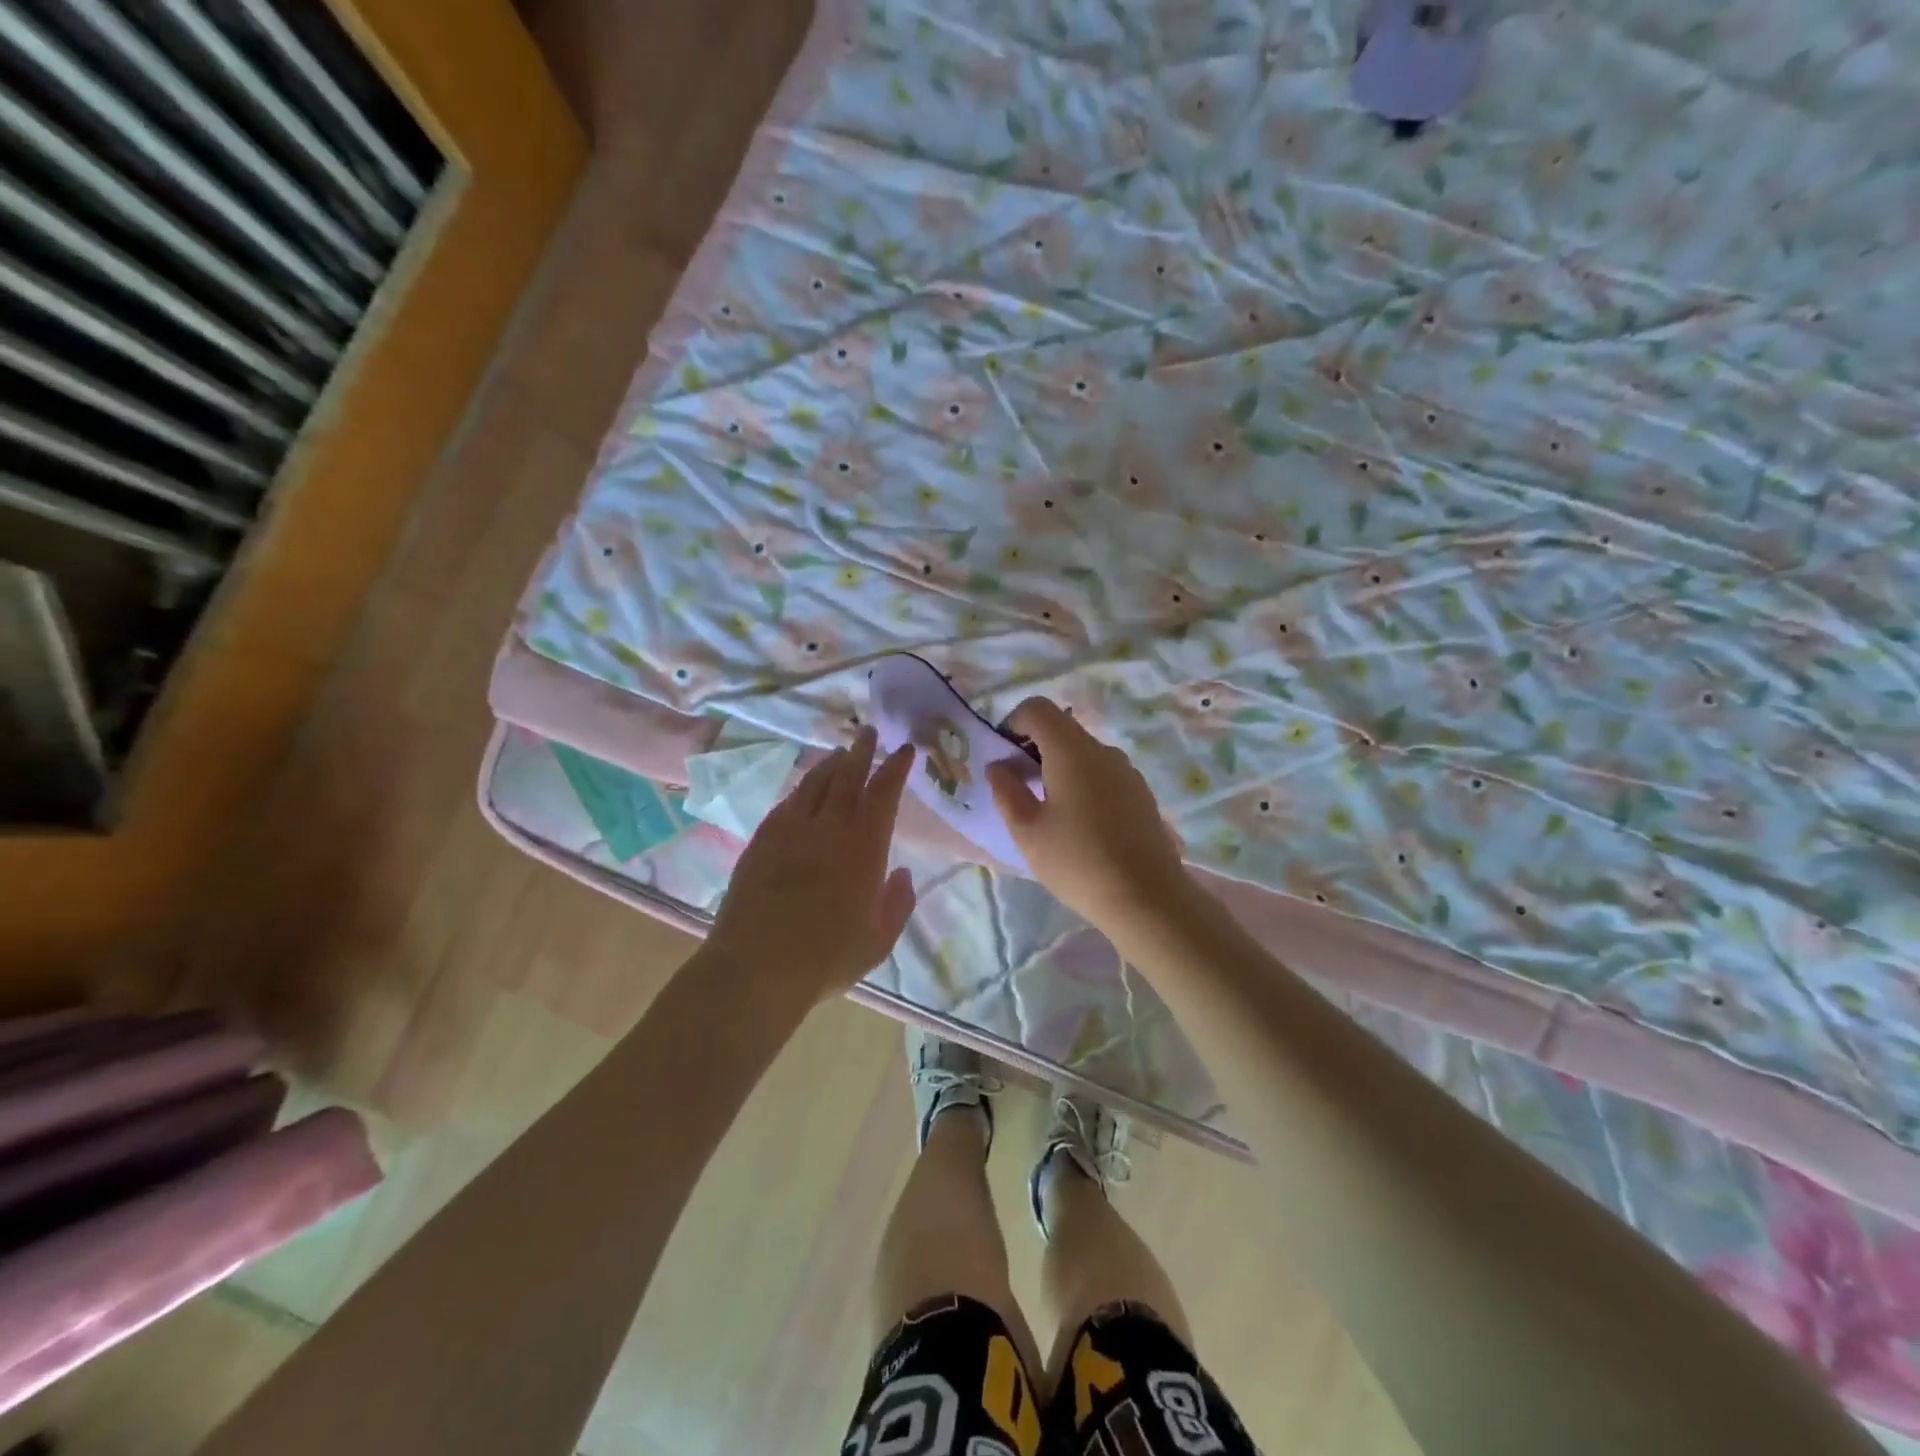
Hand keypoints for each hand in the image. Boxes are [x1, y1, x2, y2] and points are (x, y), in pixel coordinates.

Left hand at [704, 726, 917, 1002]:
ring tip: (838, 753)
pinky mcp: (761, 841)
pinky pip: (786, 803)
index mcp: (864, 846)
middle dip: (861, 751)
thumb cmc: (827, 956)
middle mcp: (828, 827)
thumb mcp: (878, 939)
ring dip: (829, 764)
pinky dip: (800, 789)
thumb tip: (901, 873)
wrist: (757, 966)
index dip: (896, 767)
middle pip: (847, 776)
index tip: (904, 749)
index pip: (884, 793)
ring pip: (813, 783)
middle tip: (868, 731)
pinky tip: (802, 790)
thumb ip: (897, 903)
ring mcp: (790, 830)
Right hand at [986, 699, 1193, 936]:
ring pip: (1083, 753)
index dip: (1013, 723)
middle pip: (1062, 729)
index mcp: (1071, 750)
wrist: (1147, 898)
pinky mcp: (1141, 793)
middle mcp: (1103, 750)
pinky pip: (1103, 774)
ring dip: (1058, 768)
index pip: (1037, 708)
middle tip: (1019, 789)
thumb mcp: (1027, 830)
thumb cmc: (1077, 862)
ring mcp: (1127, 771)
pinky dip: (1082, 783)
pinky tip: (1080, 825)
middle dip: (1033, 748)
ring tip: (1049, 812)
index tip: (1004, 758)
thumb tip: (998, 765)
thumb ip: (1006, 790)